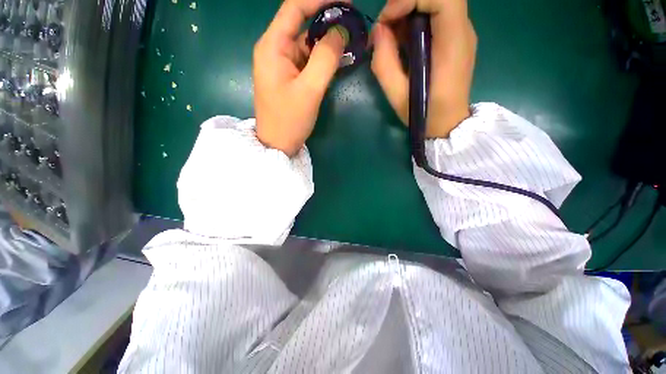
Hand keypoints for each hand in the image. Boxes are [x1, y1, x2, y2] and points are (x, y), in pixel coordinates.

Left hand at [253, 0, 346, 155]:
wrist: (278, 145)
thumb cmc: (289, 120)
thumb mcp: (309, 90)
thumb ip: (326, 58)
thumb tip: (341, 32)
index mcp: (273, 46)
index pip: (295, 8)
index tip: (346, 0)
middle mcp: (275, 49)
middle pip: (302, 23)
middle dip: (327, 19)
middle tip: (353, 22)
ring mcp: (282, 64)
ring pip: (307, 42)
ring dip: (327, 41)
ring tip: (351, 40)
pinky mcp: (290, 76)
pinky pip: (308, 59)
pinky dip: (323, 57)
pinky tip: (338, 58)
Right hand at [371, 0, 476, 137]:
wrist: (448, 124)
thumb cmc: (424, 114)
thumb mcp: (397, 95)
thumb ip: (384, 63)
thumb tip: (378, 31)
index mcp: (452, 42)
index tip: (387, 21)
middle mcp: (462, 30)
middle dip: (405, 4)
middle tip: (385, 29)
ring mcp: (460, 32)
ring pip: (434, 3)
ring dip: (407, 13)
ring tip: (390, 40)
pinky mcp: (454, 38)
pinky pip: (434, 16)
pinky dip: (414, 23)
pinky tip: (403, 44)